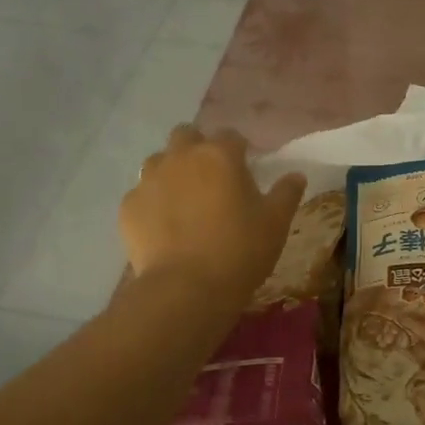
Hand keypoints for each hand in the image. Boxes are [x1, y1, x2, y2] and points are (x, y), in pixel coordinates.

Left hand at [120, 125, 305, 308]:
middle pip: (186, 135)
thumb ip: (286, 193)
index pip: (231, 136)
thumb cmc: (239, 251)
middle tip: (212, 179)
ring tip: (185, 201)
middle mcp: (181, 158)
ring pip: (159, 161)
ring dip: (172, 171)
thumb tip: (296, 176)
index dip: (240, 150)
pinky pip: (142, 194)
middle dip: (198, 149)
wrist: (185, 289)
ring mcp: (149, 180)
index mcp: (219, 155)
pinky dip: (153, 203)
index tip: (246, 170)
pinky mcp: (128, 207)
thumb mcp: (276, 223)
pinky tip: (164, 227)